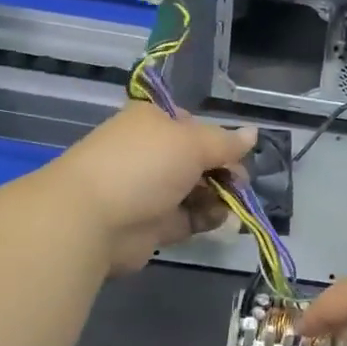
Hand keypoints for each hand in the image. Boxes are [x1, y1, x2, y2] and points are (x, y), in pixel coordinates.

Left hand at [48, 104, 257, 274]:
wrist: (92, 219)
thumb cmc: (143, 165)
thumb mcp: (192, 143)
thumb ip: (226, 143)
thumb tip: (254, 133)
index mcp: (153, 121)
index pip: (194, 125)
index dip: (218, 140)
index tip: (237, 155)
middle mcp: (151, 153)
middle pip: (199, 160)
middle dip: (224, 171)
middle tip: (238, 185)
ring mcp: (150, 190)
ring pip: (197, 190)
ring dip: (219, 196)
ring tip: (231, 205)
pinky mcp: (153, 224)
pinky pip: (189, 217)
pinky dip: (206, 217)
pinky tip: (219, 220)